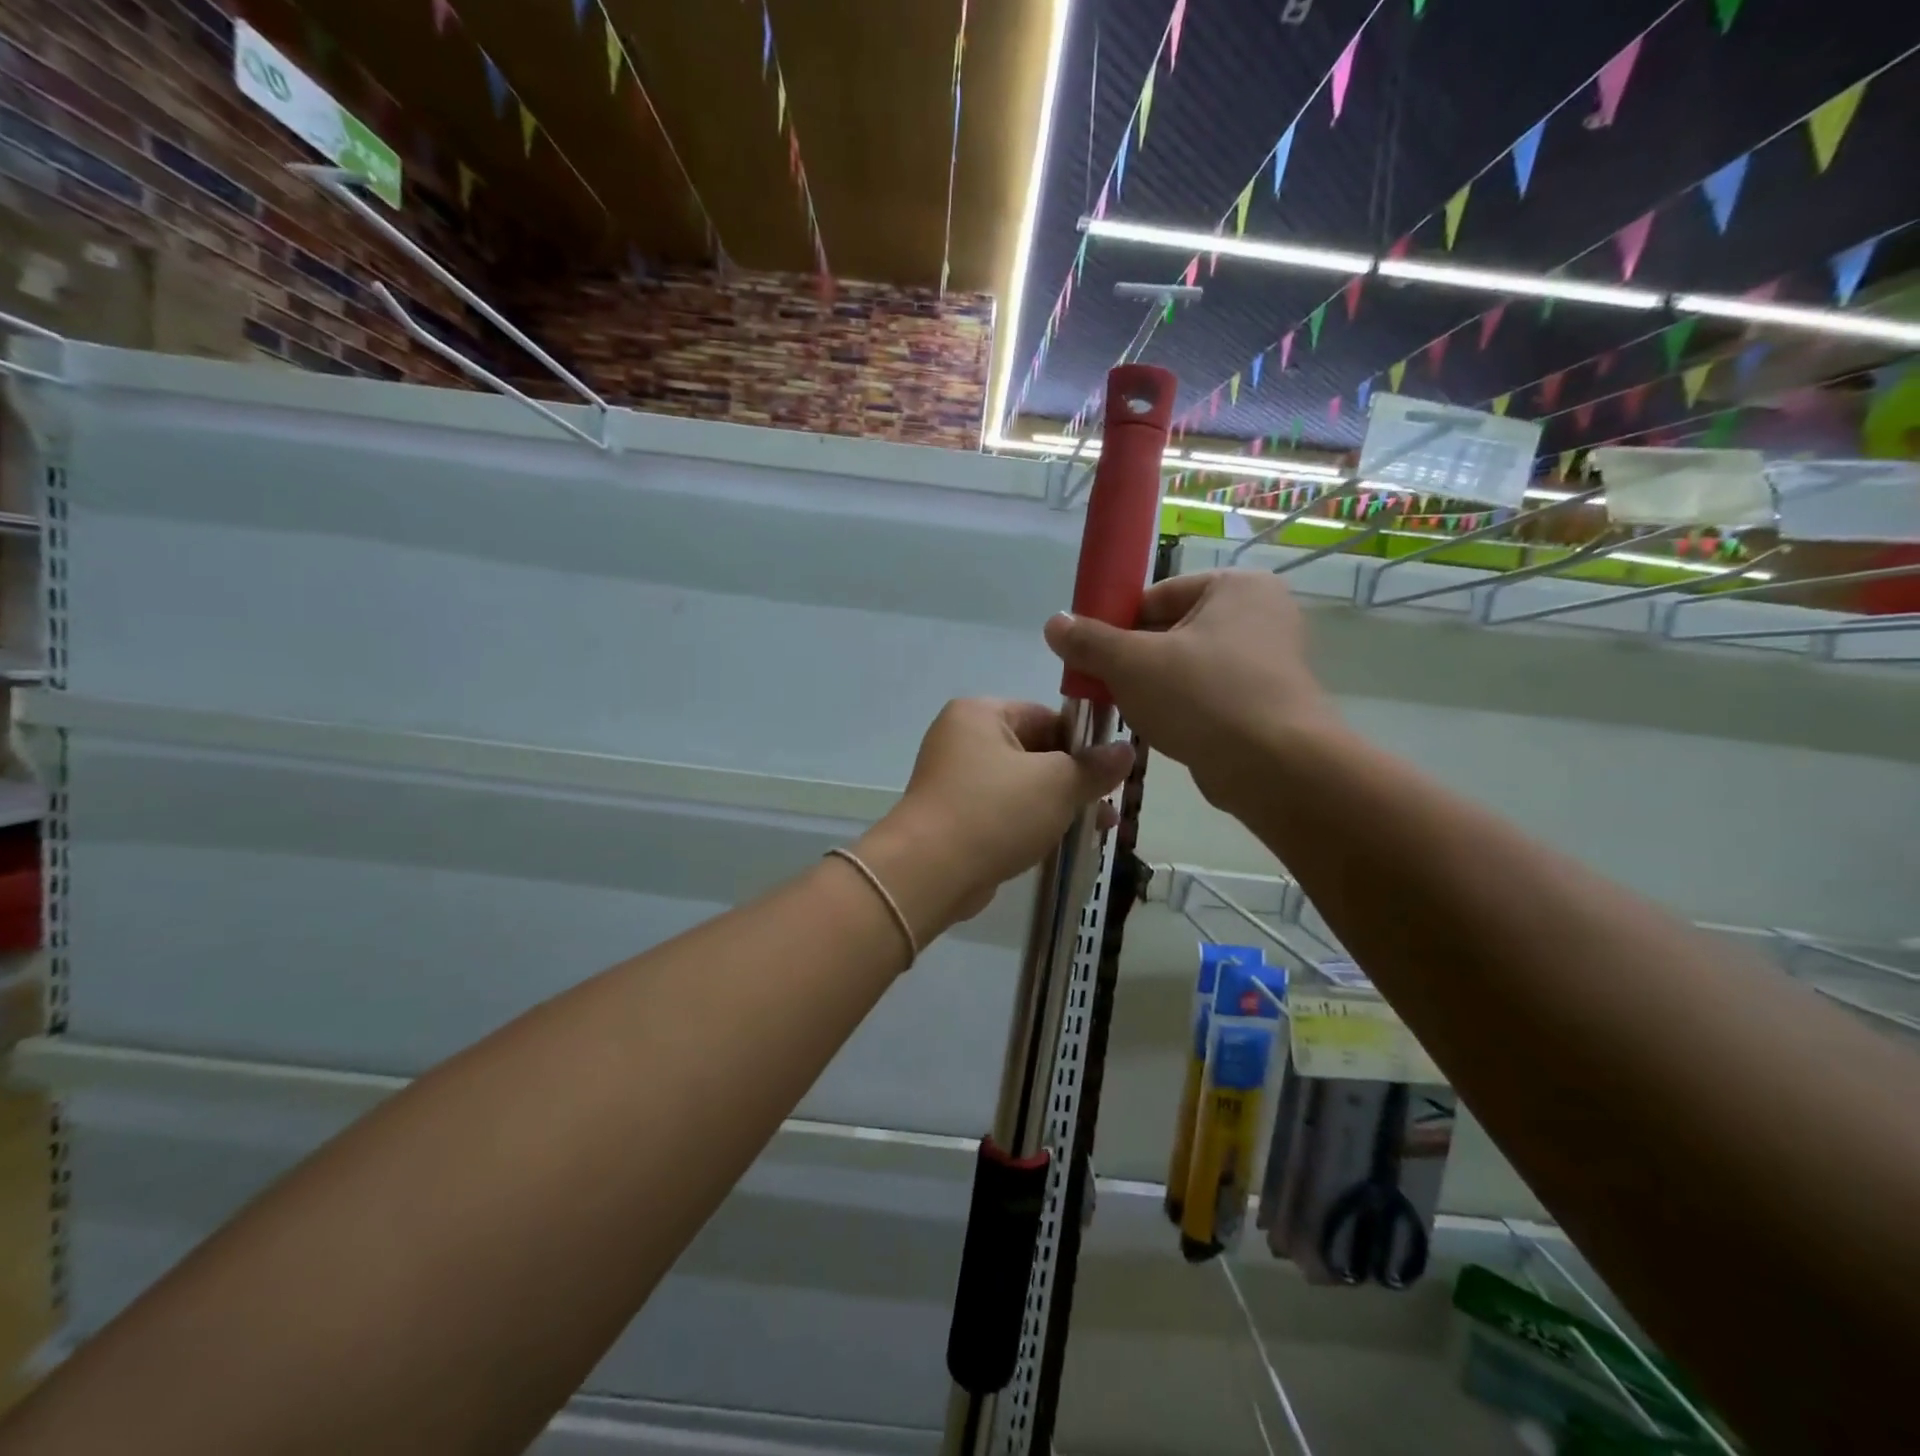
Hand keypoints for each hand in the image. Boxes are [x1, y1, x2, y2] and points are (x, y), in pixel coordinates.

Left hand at [856, 700, 1133, 936]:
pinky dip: (1032, 823)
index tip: (1112, 772)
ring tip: (1100, 830)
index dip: (1084, 743)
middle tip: (1110, 806)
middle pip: (1036, 751)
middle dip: (1075, 780)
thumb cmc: (995, 812)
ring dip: (1059, 805)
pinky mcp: (955, 816)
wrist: (929, 873)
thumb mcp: (1057, 784)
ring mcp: (955, 779)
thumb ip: (1095, 767)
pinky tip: (1064, 843)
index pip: (1046, 716)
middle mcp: (963, 738)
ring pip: (1022, 785)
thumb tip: (1126, 750)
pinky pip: (1004, 811)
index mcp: (980, 714)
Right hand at [1042, 570, 1337, 807]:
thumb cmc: (1203, 697)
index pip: (1157, 596)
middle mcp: (1260, 615)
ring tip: (1126, 710)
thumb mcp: (1131, 663)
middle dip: (1132, 659)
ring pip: (1188, 667)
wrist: (1275, 768)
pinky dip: (1181, 708)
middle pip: (1172, 631)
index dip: (1116, 623)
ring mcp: (1270, 661)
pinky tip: (1160, 730)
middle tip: (1100, 686)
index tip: (1090, 654)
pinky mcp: (1268, 703)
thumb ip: (1089, 640)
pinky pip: (1209, 696)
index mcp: (1236, 586)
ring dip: (1153, 687)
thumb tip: (1054, 623)